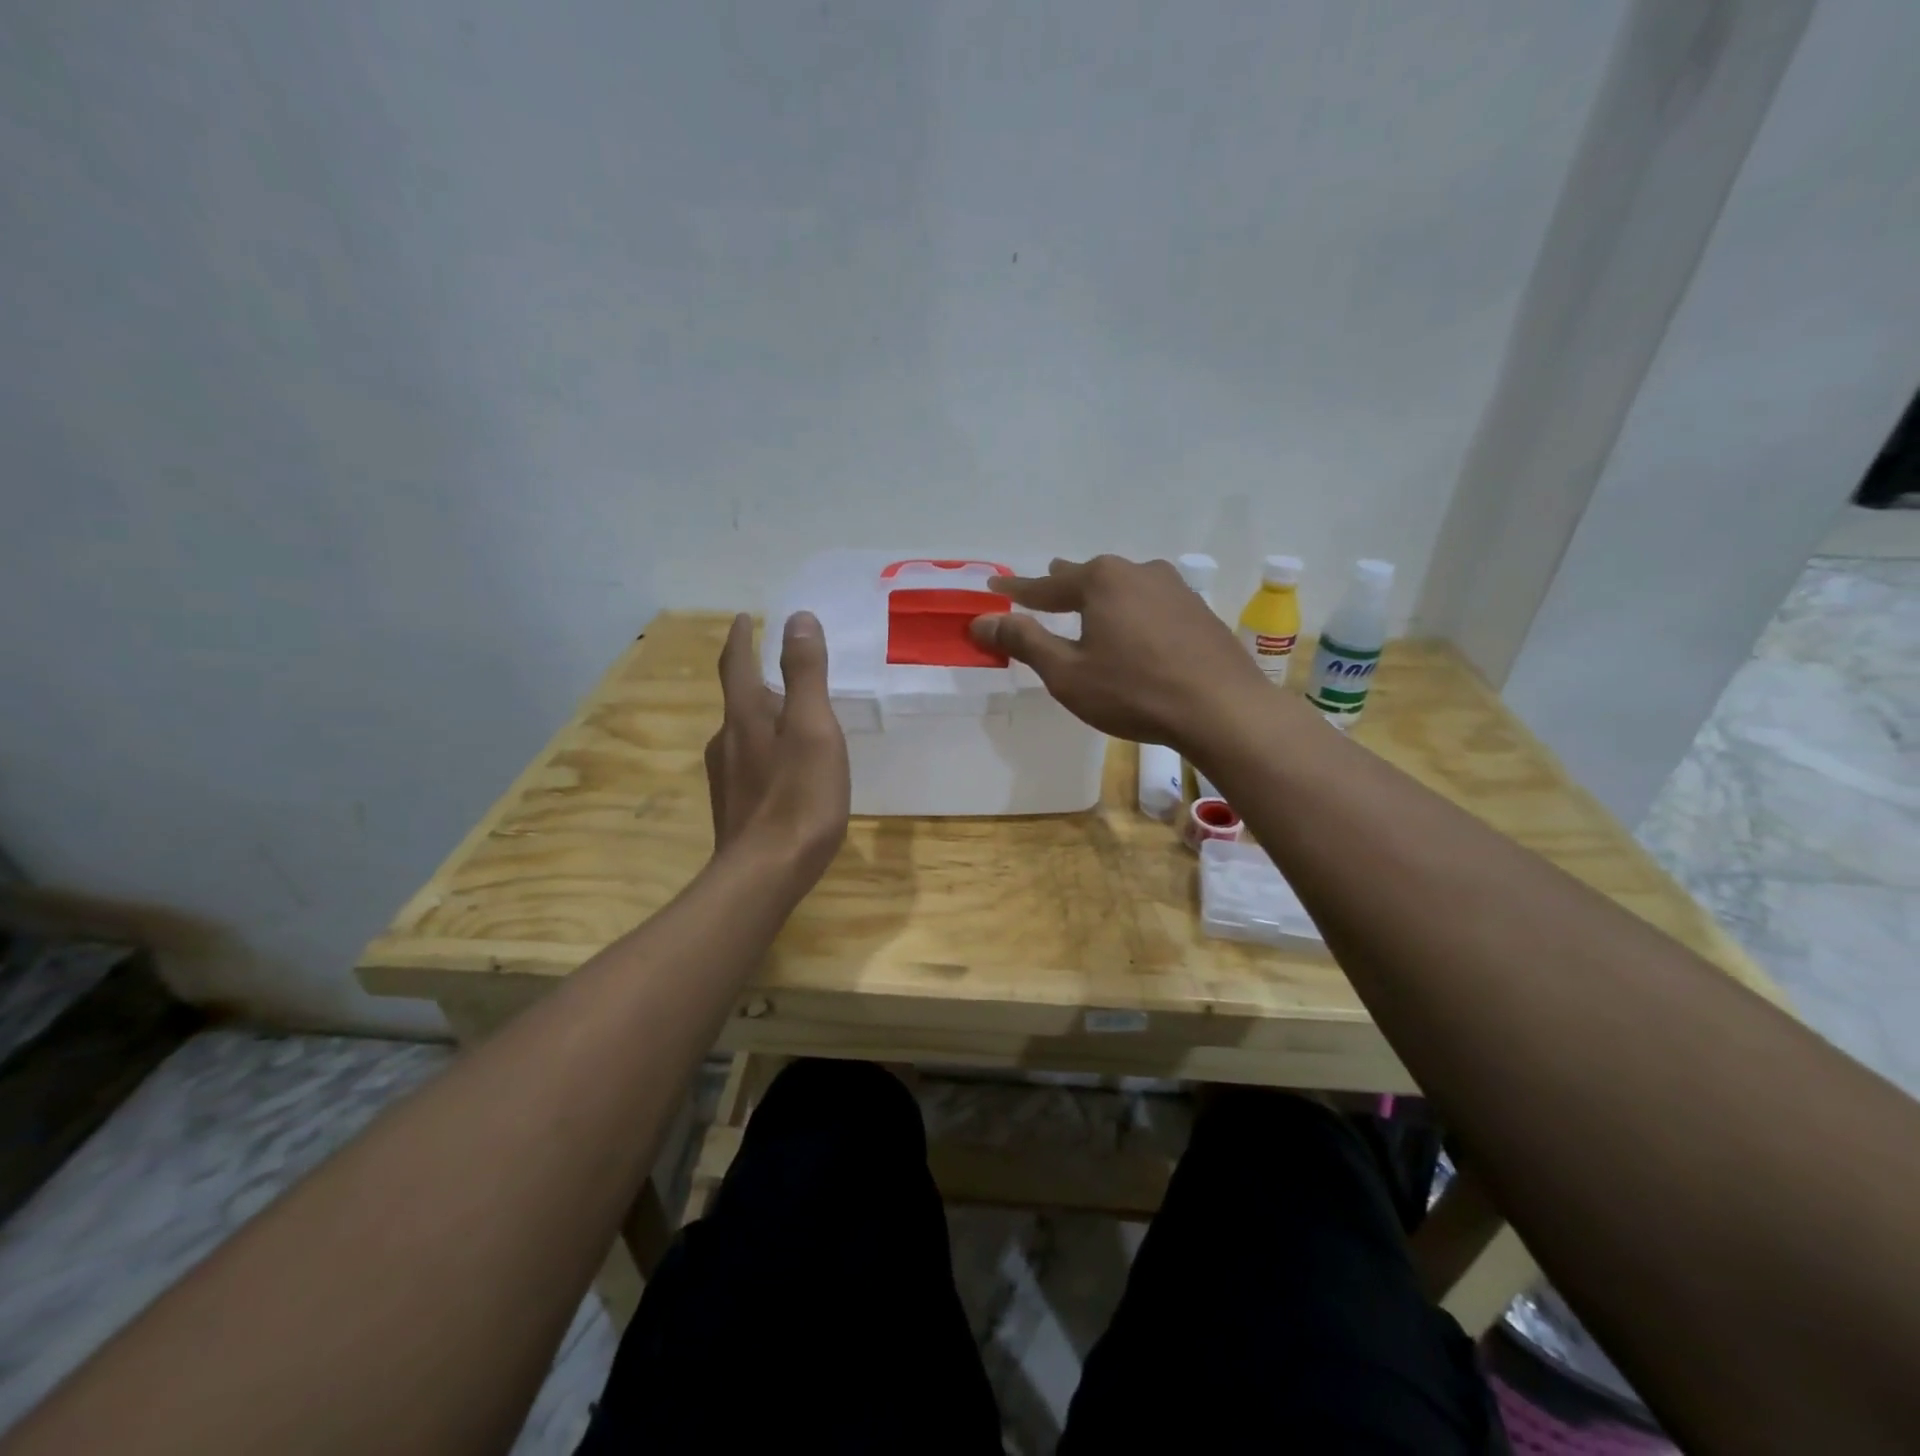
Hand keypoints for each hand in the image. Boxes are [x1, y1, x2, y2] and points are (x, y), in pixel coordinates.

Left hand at [705, 612, 849, 888]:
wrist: (765, 875)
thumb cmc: (797, 798)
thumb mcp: (812, 728)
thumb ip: (805, 673)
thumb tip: (796, 618)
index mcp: (745, 716)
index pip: (737, 664)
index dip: (742, 638)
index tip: (745, 618)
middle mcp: (727, 742)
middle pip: (738, 699)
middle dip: (755, 677)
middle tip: (781, 667)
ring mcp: (727, 778)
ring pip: (744, 733)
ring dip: (763, 716)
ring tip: (790, 715)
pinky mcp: (736, 807)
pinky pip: (751, 763)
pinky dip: (767, 749)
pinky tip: (787, 767)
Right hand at [968, 555, 1272, 756]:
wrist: (1222, 709)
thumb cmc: (1133, 691)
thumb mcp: (1067, 673)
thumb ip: (1024, 641)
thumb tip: (981, 620)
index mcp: (1101, 581)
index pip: (1046, 585)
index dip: (1017, 590)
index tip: (995, 587)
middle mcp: (1138, 572)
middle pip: (1088, 577)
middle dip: (1062, 584)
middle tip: (1044, 584)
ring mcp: (1174, 589)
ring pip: (1123, 587)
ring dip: (1100, 596)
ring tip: (1088, 603)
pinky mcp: (1198, 611)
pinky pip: (1150, 604)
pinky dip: (1130, 612)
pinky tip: (1134, 628)